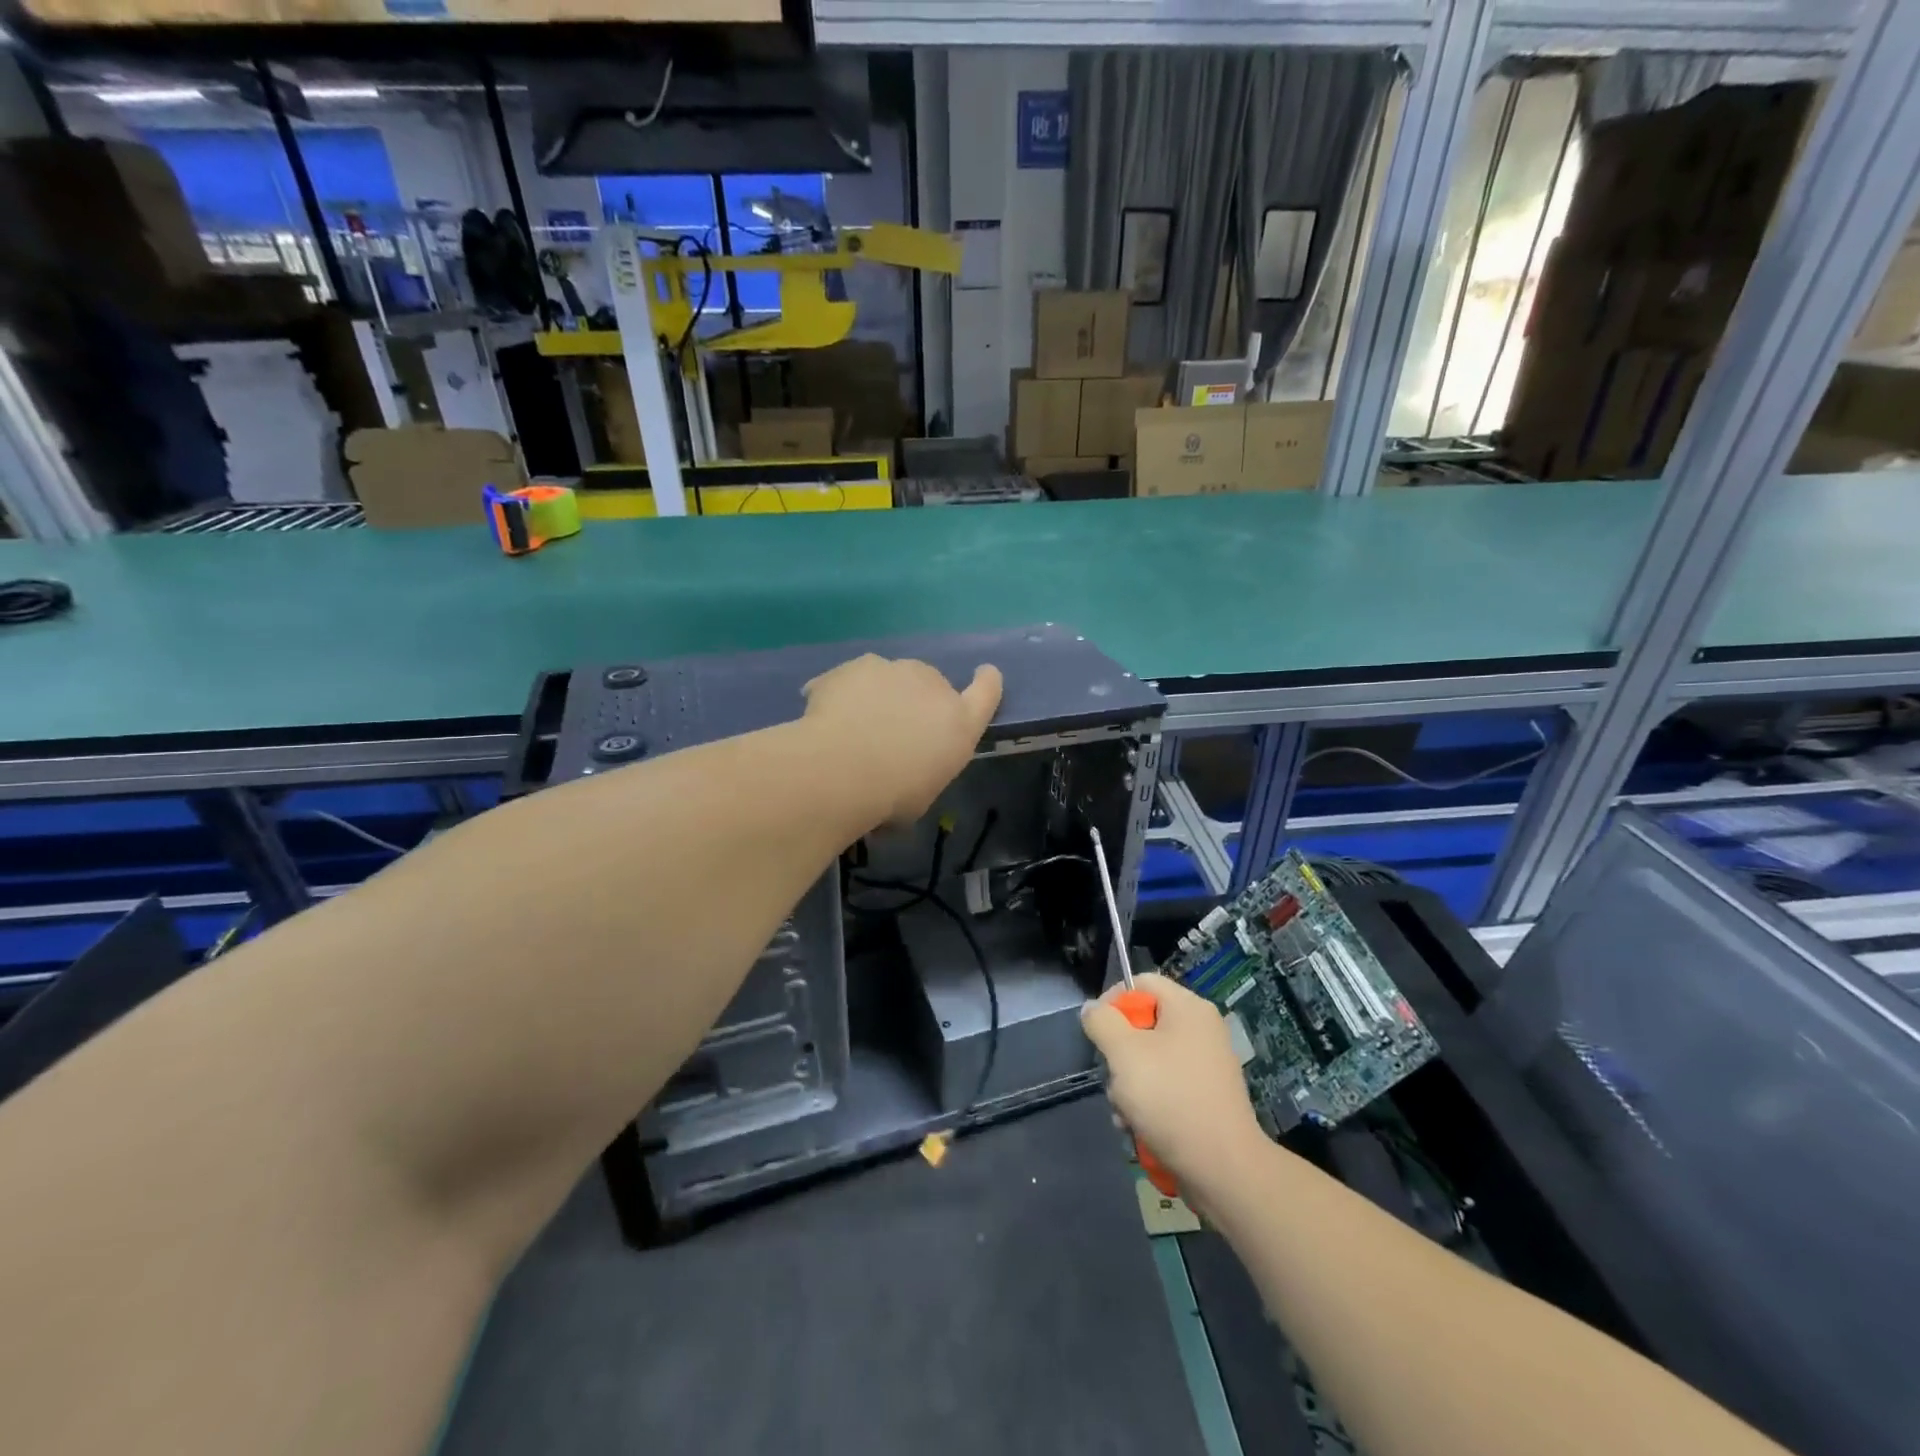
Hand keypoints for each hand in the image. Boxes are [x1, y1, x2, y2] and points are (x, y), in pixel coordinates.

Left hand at [802, 654, 1002, 825]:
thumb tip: (904, 774)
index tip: (984, 673)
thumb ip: (923, 770)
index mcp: (960, 723)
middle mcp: (933, 685)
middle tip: (891, 730)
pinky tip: (826, 718)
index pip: (987, 691)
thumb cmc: (891, 797)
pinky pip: (852, 679)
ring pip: (890, 677)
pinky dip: (843, 693)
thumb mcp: (921, 796)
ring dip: (879, 694)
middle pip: (931, 682)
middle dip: (916, 699)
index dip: (987, 681)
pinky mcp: (857, 665)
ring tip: (854, 726)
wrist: (841, 771)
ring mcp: (894, 669)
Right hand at [1081, 973, 1266, 1196]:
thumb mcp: (1124, 1053)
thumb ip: (1102, 1022)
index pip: (1141, 982)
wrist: (1223, 1169)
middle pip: (1143, 1023)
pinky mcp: (1206, 1097)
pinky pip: (1167, 1086)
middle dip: (1119, 1054)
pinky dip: (1149, 1104)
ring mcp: (1206, 1065)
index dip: (1112, 1001)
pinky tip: (1139, 1128)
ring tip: (1125, 1113)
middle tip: (1114, 1078)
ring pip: (1150, 1059)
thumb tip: (1093, 1008)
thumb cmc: (1170, 1099)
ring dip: (1129, 1085)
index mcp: (1188, 1008)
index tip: (1097, 1033)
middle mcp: (1201, 1029)